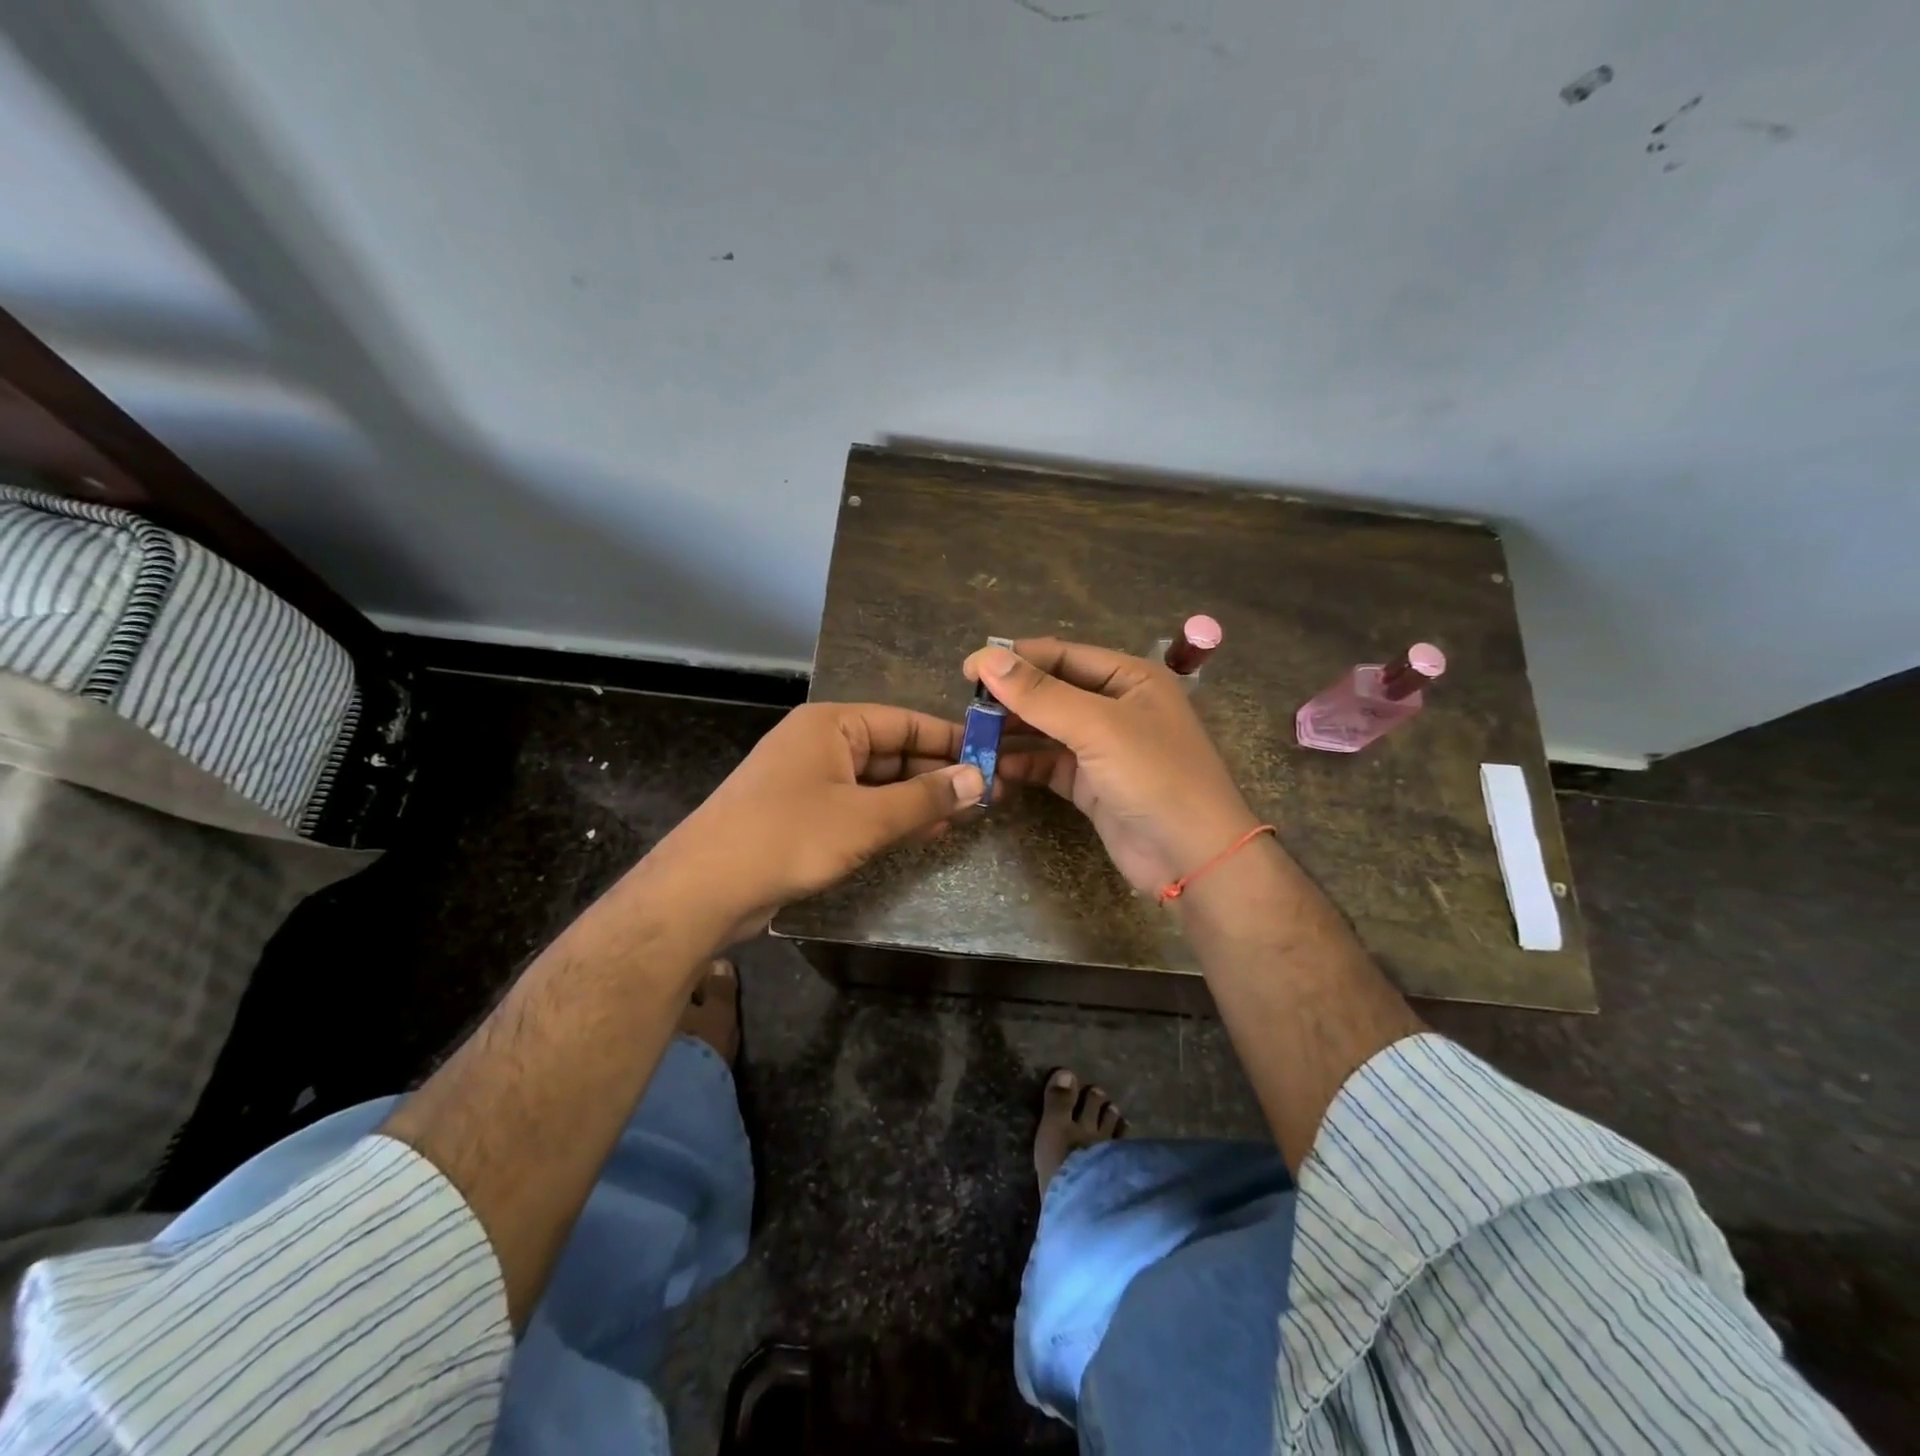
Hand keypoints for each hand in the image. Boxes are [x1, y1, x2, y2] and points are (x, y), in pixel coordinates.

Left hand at [647, 702, 984, 944]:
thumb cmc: (789, 836)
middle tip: (988, 793)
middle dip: (937, 773)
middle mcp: (821, 744)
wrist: (705, 888)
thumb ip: (926, 798)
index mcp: (832, 724)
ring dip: (918, 799)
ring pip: (878, 783)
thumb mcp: (866, 817)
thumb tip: (981, 780)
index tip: (993, 757)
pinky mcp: (804, 816)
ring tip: (967, 814)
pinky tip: (926, 832)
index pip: (905, 722)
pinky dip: (891, 818)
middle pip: (893, 751)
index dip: (951, 740)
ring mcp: (810, 781)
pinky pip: (859, 807)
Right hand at [962, 638, 1258, 894]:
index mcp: (1129, 677)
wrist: (1194, 857)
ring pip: (1047, 729)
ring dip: (1012, 731)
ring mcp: (1103, 747)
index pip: (1062, 655)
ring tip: (972, 736)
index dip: (1015, 659)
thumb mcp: (1097, 727)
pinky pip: (1049, 764)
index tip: (968, 670)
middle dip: (1011, 697)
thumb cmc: (1155, 776)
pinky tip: (994, 768)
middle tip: (967, 709)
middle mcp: (1116, 706)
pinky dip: (1023, 764)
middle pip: (1052, 691)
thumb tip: (986, 658)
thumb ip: (1040, 694)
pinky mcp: (1092, 784)